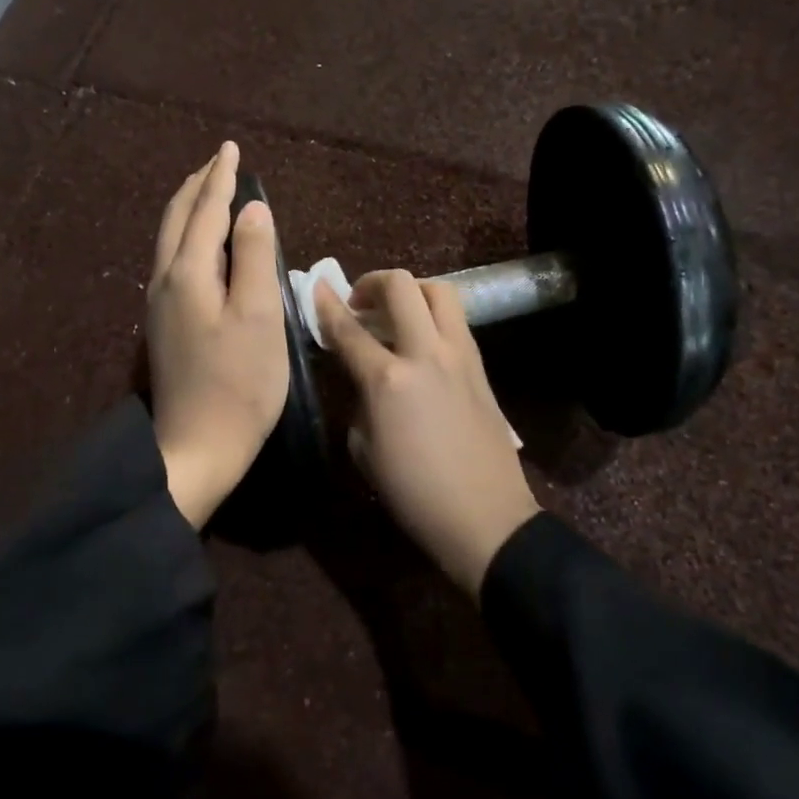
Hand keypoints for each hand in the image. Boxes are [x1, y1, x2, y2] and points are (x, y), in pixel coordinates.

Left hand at [148, 142, 289, 527]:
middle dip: (197, 187)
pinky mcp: (165, 326)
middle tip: (217, 163)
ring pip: (170, 241)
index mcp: (188, 274)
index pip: (205, 211)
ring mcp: (159, 305)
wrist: (198, 445)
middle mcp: (165, 281)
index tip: (230, 149)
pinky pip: (172, 262)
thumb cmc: (240, 383)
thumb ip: (256, 257)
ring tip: (207, 194)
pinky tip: (201, 246)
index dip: (220, 178)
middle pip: (176, 220)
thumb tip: (252, 209)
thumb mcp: (259, 316)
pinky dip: (187, 238)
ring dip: (188, 210)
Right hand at [315, 271, 538, 596]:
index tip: (314, 288)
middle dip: (372, 282)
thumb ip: (359, 399)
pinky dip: (433, 316)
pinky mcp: (480, 366)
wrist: (484, 516)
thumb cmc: (413, 492)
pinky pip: (455, 321)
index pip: (348, 329)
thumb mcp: (364, 448)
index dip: (325, 305)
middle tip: (359, 303)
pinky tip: (421, 341)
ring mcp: (460, 355)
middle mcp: (426, 354)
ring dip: (410, 292)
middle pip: (400, 287)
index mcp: (388, 380)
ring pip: (439, 291)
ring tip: (395, 313)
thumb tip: (362, 375)